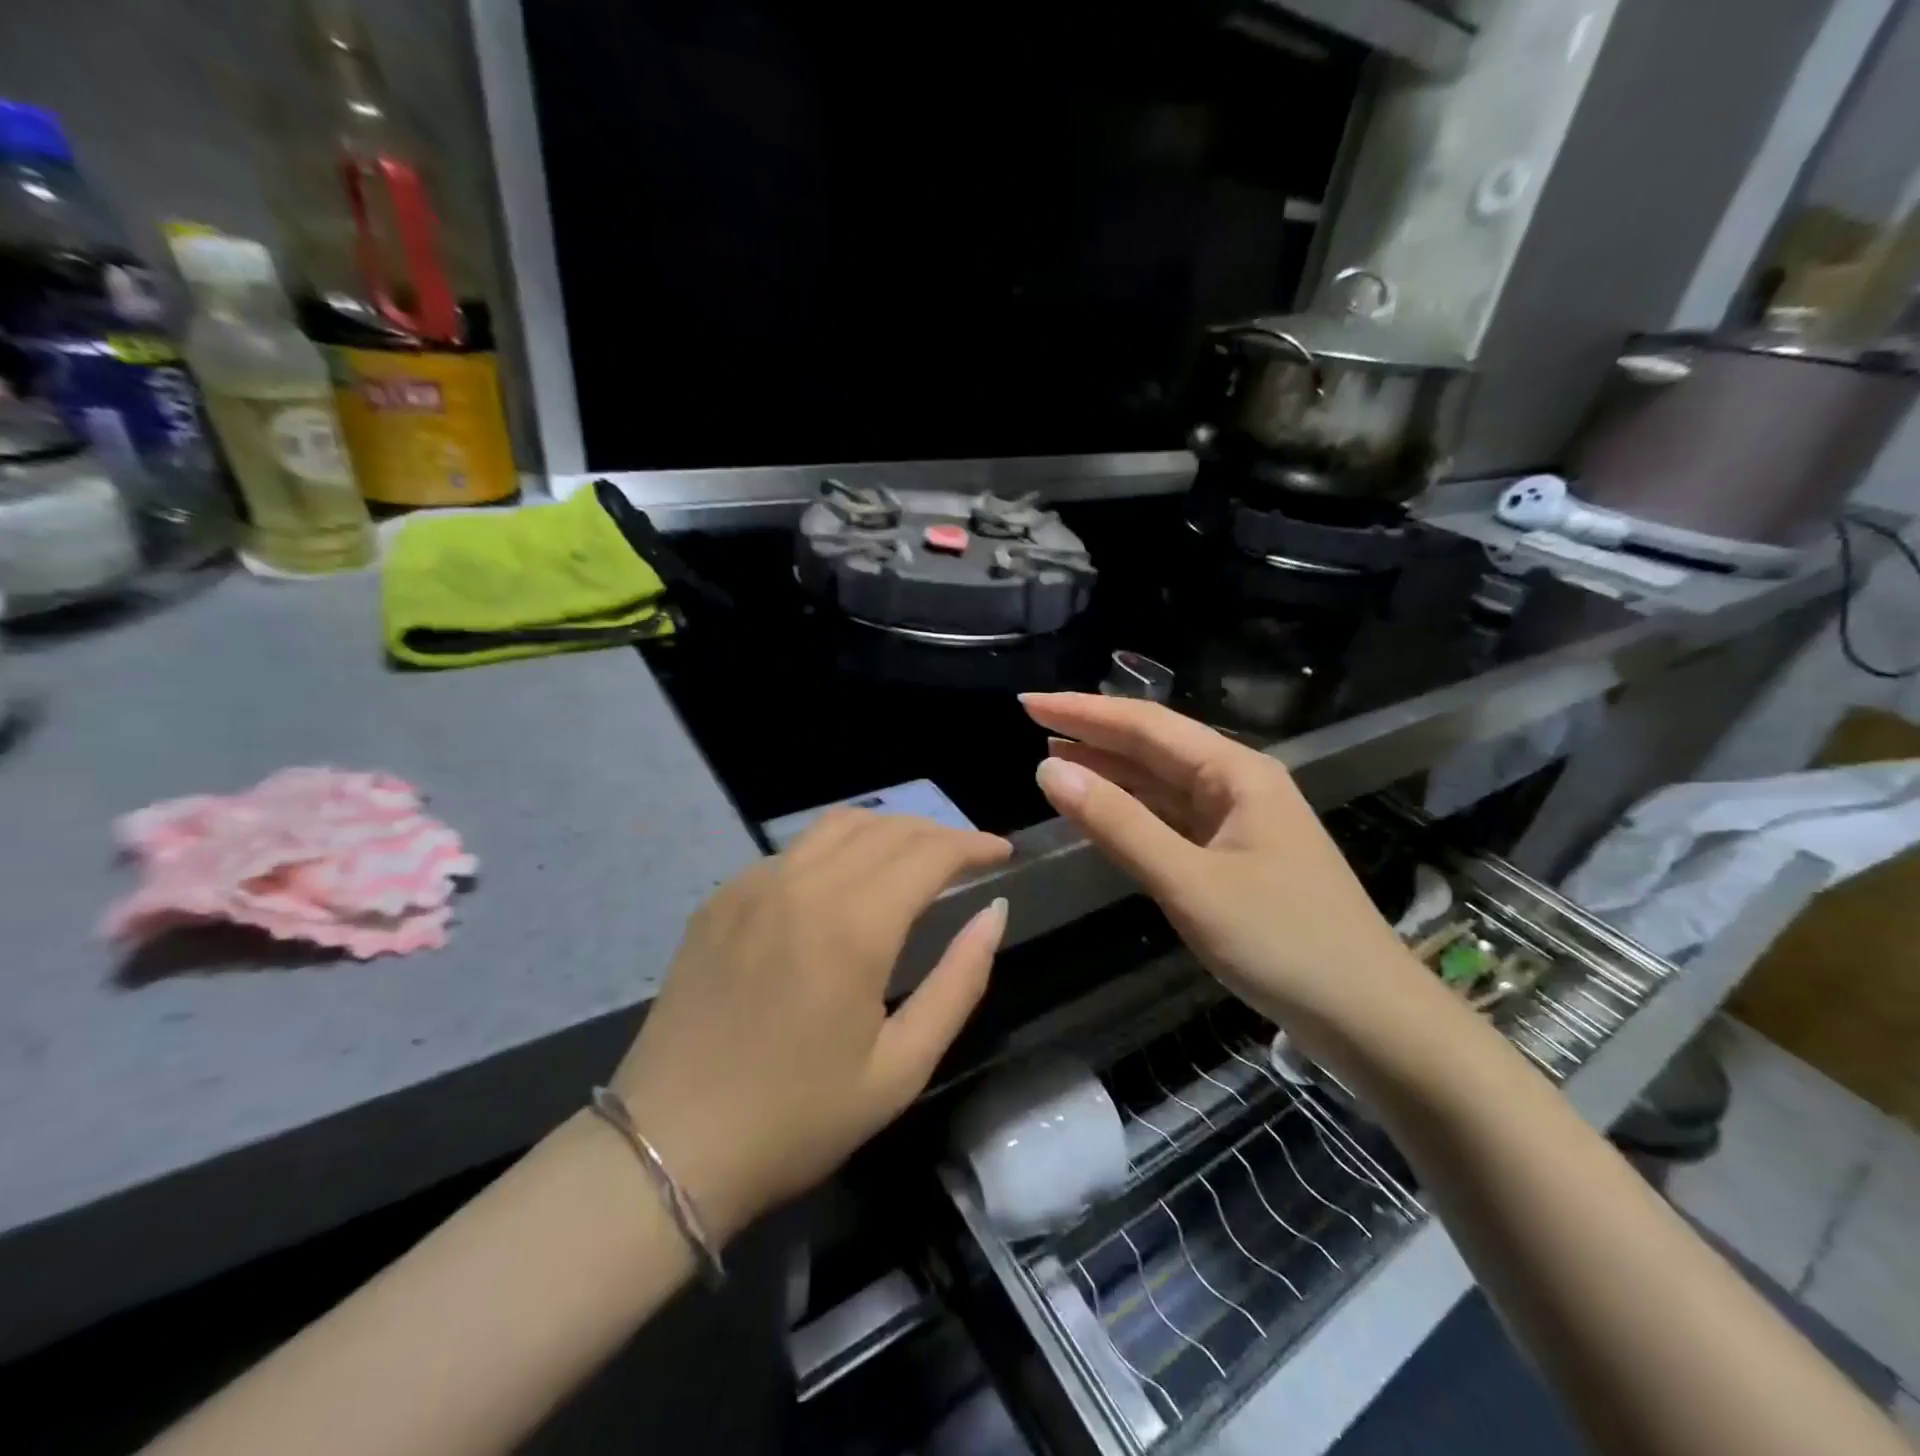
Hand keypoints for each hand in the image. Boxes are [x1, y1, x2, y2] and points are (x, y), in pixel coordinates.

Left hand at [609, 810, 1011, 1240]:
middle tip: (967, 857)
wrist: (668, 1147)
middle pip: (887, 829)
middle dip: (937, 834)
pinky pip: (792, 852)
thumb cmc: (797, 1119)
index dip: (972, 844)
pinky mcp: (719, 899)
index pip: (929, 852)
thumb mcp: (901, 1067)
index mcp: (853, 925)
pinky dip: (835, 851)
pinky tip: (842, 885)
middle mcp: (803, 884)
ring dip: (887, 830)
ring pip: (836, 826)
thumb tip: (994, 913)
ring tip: (913, 857)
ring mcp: (753, 885)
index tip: (1001, 852)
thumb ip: (959, 982)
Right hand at [1025, 692, 1433, 1049]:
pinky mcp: (1234, 857)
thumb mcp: (1189, 882)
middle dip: (1092, 734)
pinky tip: (1100, 809)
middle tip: (1031, 723)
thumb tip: (1048, 769)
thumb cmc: (1282, 942)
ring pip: (1161, 783)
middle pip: (1154, 747)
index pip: (1146, 725)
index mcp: (1236, 772)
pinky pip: (1171, 819)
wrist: (1367, 1016)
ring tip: (1052, 759)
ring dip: (1109, 771)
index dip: (1084, 711)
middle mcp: (1238, 784)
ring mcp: (1238, 822)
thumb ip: (1118, 824)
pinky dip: (1131, 811)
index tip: (1029, 702)